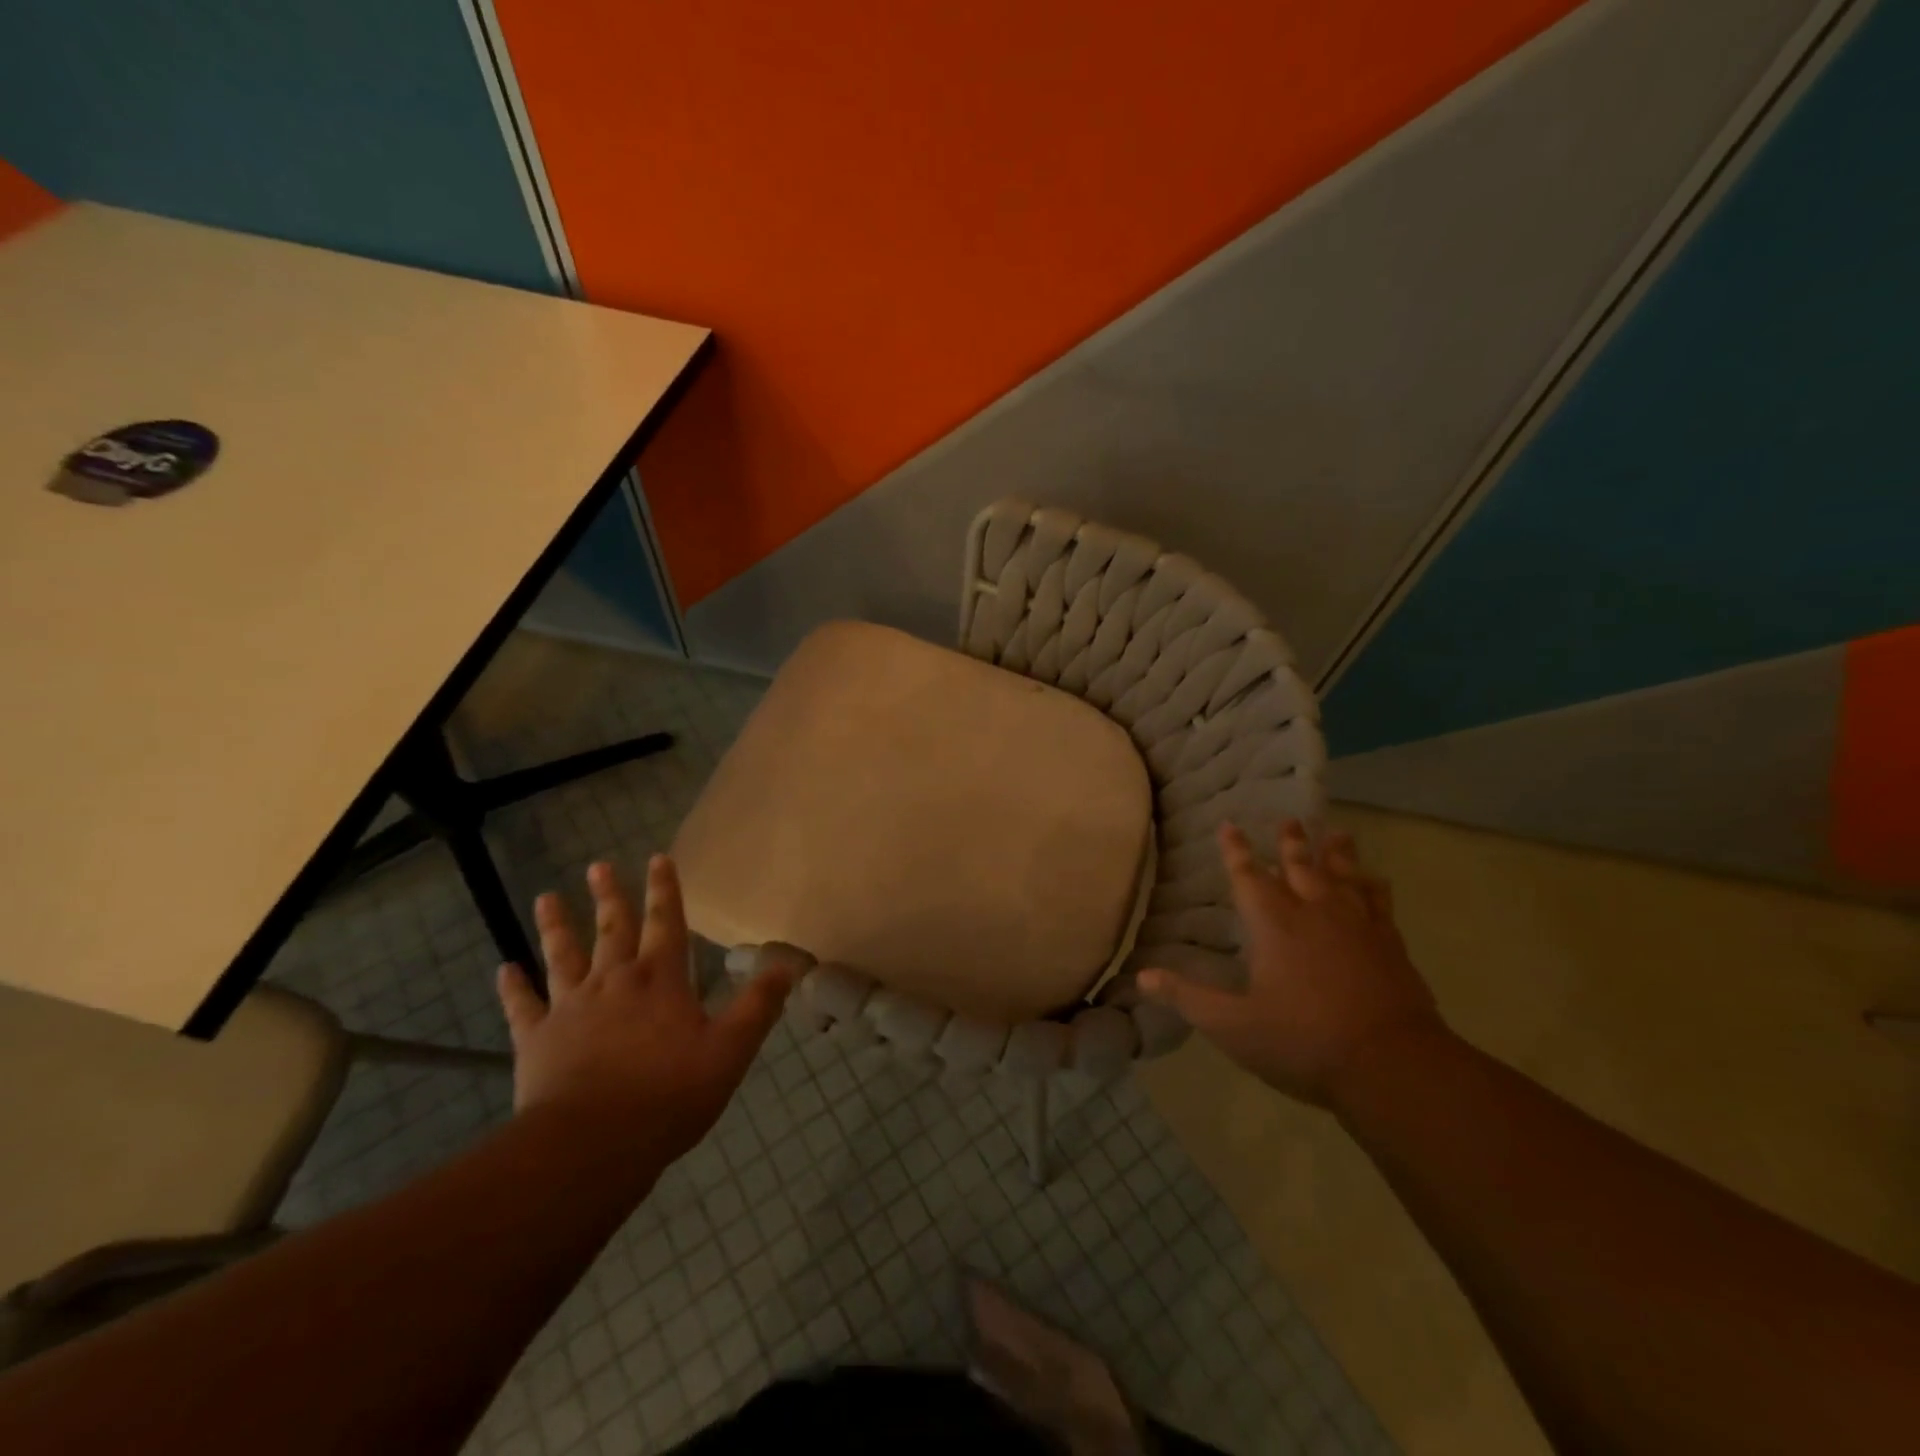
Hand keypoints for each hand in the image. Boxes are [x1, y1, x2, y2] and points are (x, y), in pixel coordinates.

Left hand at [496, 856, 792, 1162]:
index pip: (666, 922)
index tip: (658, 858)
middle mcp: (614, 982)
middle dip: (609, 896)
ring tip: (547, 897)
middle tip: (598, 865)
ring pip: (562, 956)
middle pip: (612, 930)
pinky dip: (513, 987)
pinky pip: (522, 1006)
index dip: (665, 889)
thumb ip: (758, 1006)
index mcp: (660, 981)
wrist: (592, 1145)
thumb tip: (787, 965)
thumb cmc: (668, 1095)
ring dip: (557, 926)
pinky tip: (504, 969)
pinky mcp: (536, 1040)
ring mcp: (570, 1008)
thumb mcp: (730, 1051)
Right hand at [1139, 820, 1444, 1109]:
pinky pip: (1381, 902)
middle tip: (1289, 820)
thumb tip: (1142, 977)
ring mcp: (1358, 925)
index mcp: (1274, 925)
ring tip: (1337, 833)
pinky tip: (1377, 880)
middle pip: (1300, 866)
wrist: (1391, 1064)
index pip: (1248, 876)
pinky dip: (1375, 886)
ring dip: (1337, 853)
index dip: (1235, 850)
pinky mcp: (1391, 944)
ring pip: (1344, 876)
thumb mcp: (1233, 1026)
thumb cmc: (1303, 1041)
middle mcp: (1315, 913)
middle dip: (1291, 842)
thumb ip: (1188, 998)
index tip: (1229, 824)